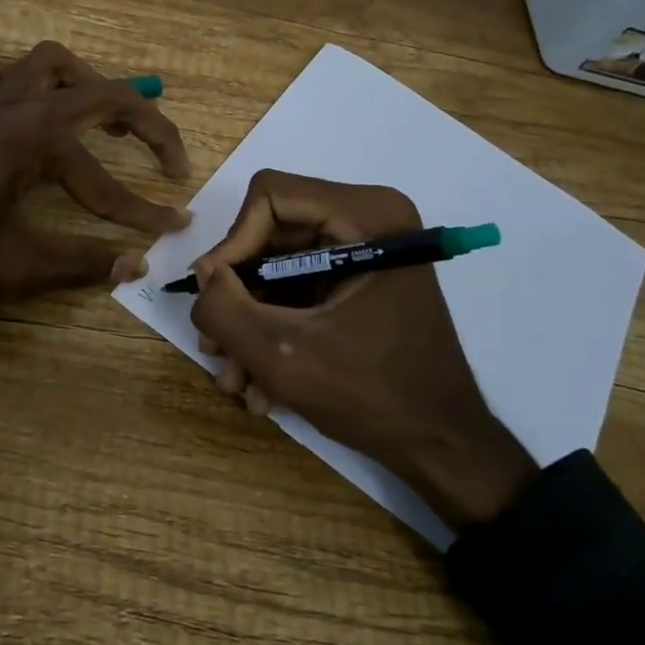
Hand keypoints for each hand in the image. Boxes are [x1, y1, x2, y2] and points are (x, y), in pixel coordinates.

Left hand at [0, 41, 191, 300]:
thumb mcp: (8, 266)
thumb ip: (77, 263)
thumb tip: (135, 265)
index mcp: (35, 138)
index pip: (106, 179)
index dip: (143, 209)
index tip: (173, 227)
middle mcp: (17, 104)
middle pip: (99, 93)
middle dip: (145, 122)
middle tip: (169, 157)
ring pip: (49, 63)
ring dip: (88, 82)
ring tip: (108, 116)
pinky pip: (4, 73)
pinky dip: (32, 81)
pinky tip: (33, 108)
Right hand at [188, 170, 536, 531]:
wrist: (443, 448)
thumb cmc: (373, 396)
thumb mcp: (283, 356)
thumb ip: (225, 309)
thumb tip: (202, 275)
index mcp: (365, 216)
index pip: (269, 196)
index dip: (233, 243)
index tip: (216, 296)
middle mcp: (367, 219)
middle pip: (270, 235)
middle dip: (238, 297)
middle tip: (216, 348)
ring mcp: (364, 251)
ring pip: (278, 267)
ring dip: (251, 323)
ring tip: (237, 381)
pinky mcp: (360, 280)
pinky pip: (299, 289)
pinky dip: (276, 330)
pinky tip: (262, 384)